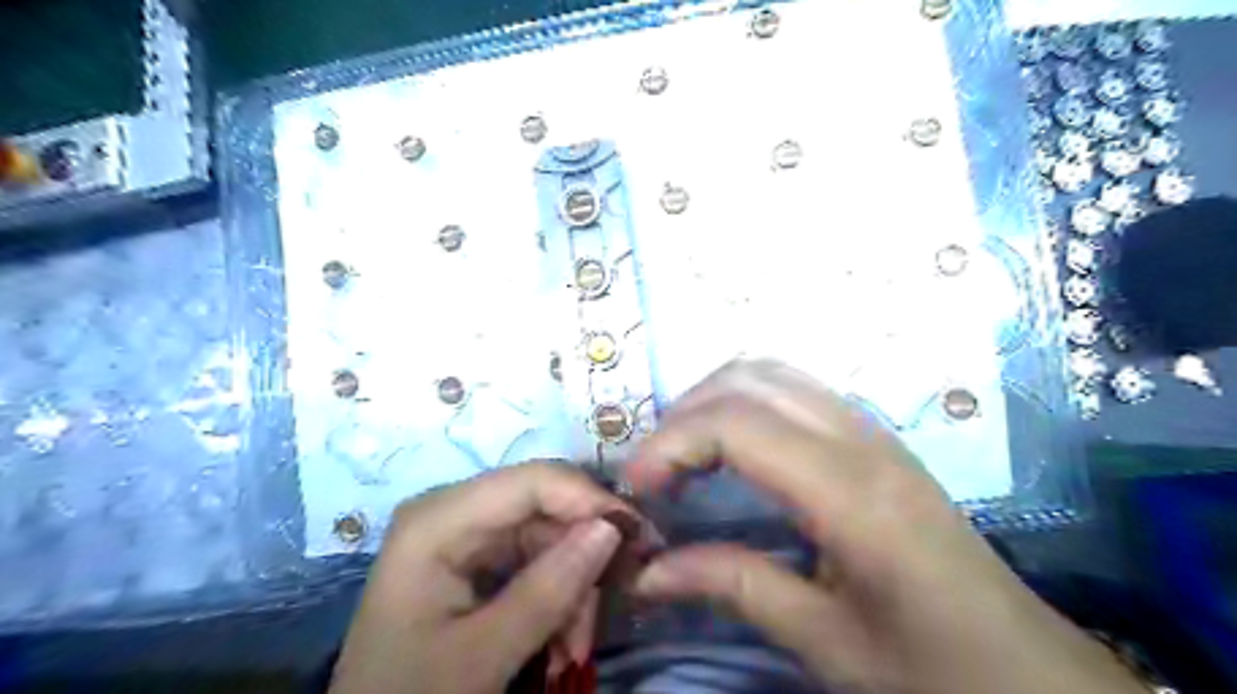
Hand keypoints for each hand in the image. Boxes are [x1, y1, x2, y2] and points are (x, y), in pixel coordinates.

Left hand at [327, 462, 655, 693]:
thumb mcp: (481, 656)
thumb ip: (548, 591)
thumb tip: (611, 528)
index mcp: (438, 520)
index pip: (532, 481)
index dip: (590, 500)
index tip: (639, 538)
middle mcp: (453, 511)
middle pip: (545, 507)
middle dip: (583, 556)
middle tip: (616, 603)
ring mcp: (467, 534)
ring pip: (550, 536)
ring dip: (574, 588)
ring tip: (575, 647)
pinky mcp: (478, 558)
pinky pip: (538, 559)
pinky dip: (559, 597)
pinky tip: (561, 641)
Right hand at [630, 361, 1138, 691]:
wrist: (1029, 669)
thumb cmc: (933, 666)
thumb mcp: (826, 642)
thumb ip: (733, 588)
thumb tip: (647, 572)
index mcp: (850, 491)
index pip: (736, 423)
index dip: (671, 444)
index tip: (635, 487)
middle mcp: (860, 439)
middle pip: (749, 379)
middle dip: (684, 415)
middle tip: (655, 470)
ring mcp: (872, 430)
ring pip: (772, 373)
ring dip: (714, 400)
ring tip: (684, 455)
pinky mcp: (874, 438)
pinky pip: (795, 390)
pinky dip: (746, 403)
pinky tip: (733, 449)